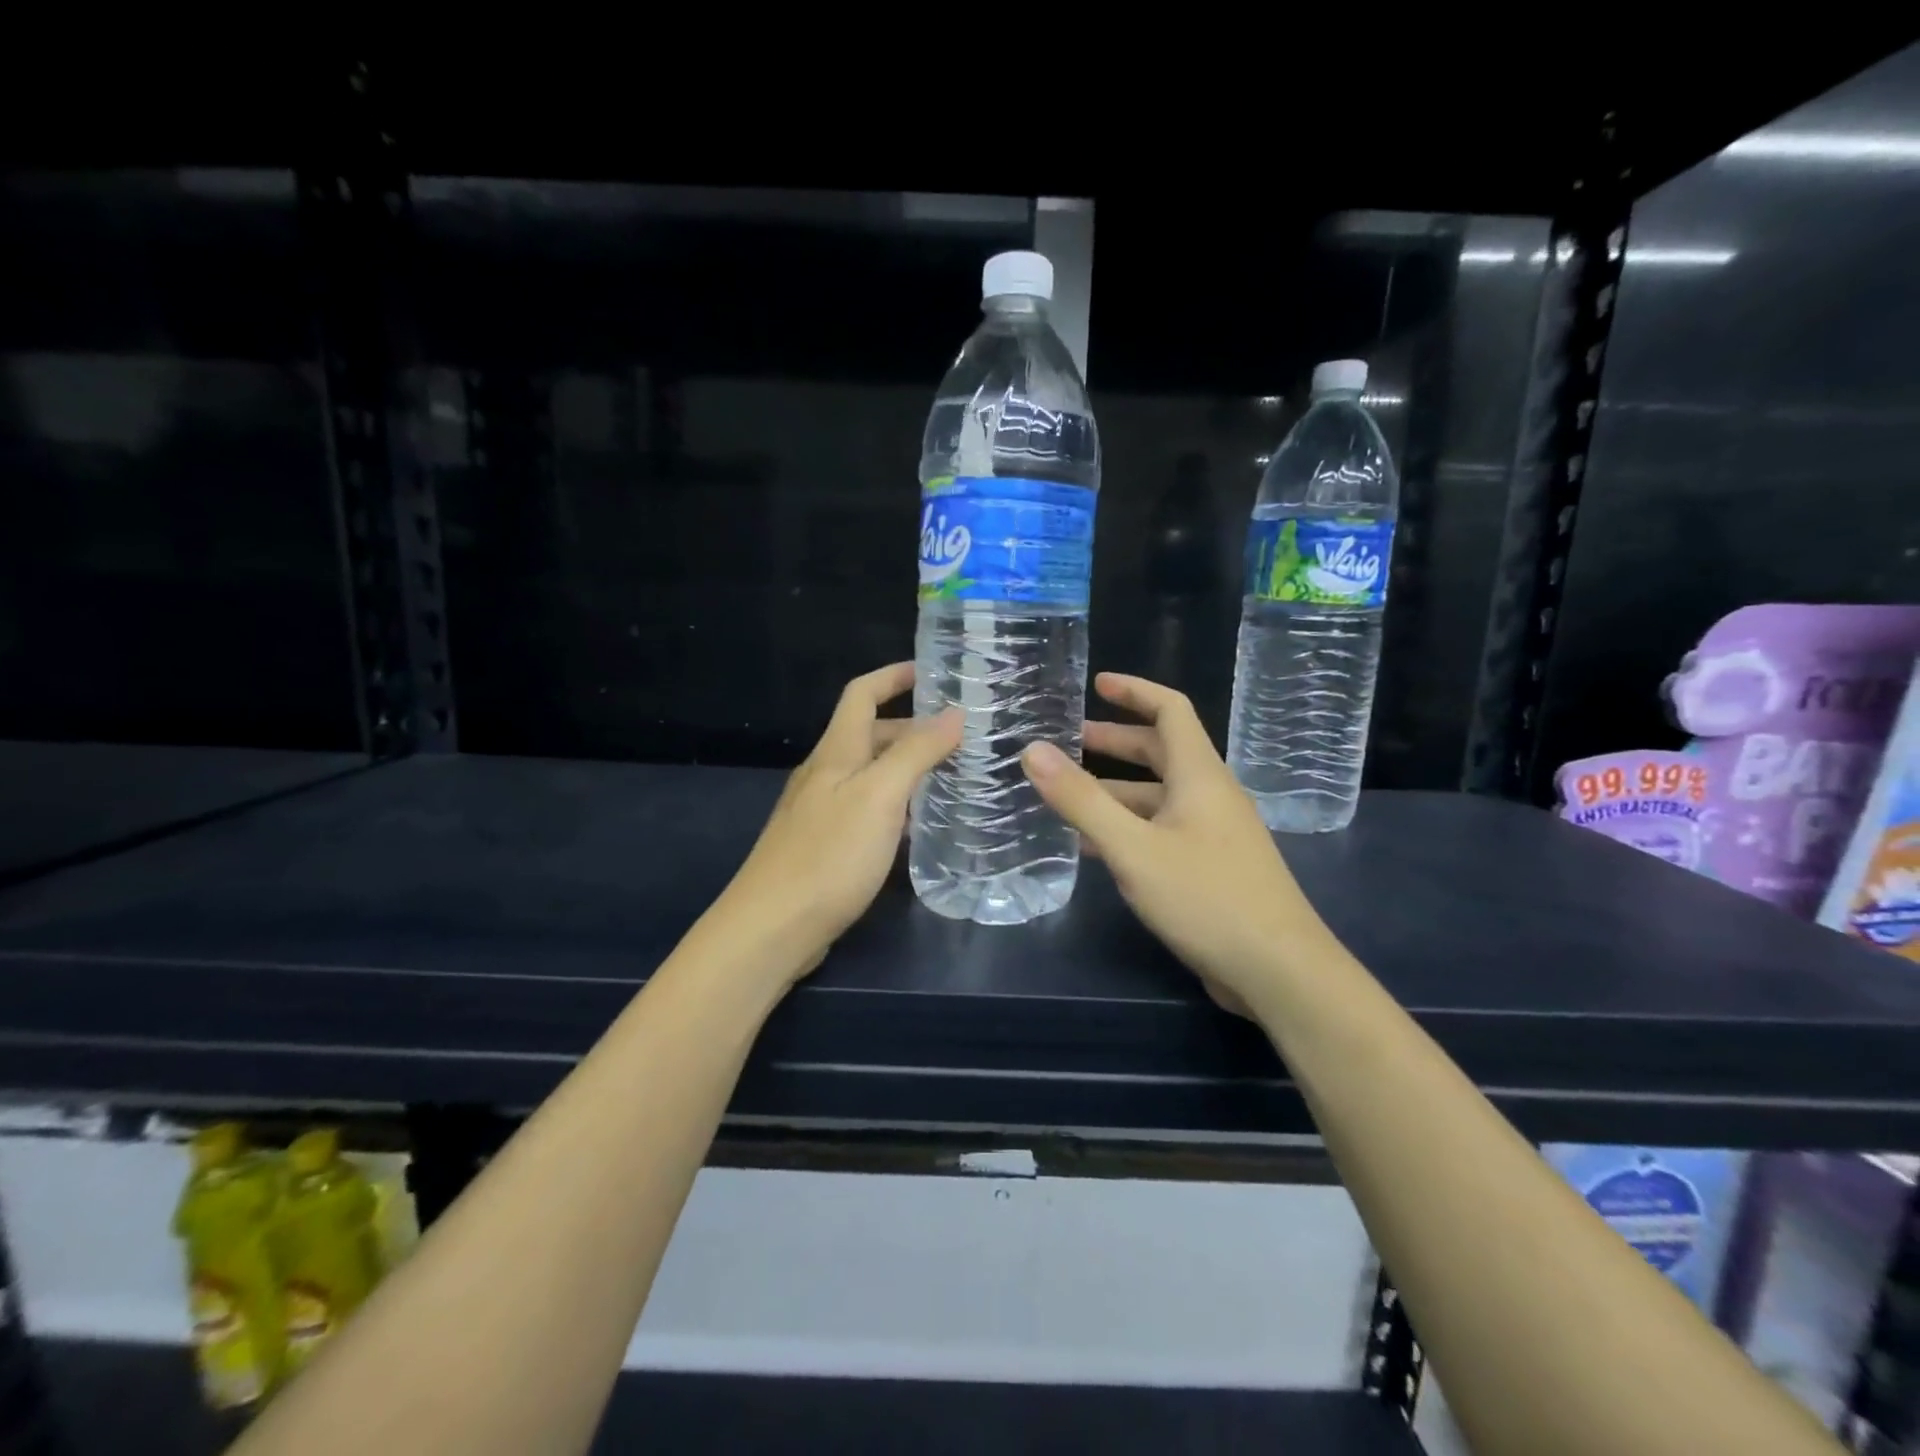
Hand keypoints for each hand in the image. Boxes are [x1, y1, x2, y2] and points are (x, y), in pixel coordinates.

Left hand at [714, 663, 960, 982]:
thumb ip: (917, 752)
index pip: (862, 694)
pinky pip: (864, 808)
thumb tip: (954, 714)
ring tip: (949, 777)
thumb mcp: (881, 796)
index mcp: (836, 751)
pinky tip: (915, 827)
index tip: (931, 671)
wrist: (772, 927)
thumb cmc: (829, 854)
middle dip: (911, 727)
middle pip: (869, 734)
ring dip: (905, 767)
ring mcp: (820, 811)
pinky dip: (893, 804)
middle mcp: (824, 773)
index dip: (893, 676)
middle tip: (959, 738)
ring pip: (868, 774)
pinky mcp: (822, 845)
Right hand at [1021, 673, 1329, 1012]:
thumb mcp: (1133, 848)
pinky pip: (1164, 831)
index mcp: (1199, 776)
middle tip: (1069, 741)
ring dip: (1117, 790)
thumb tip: (1034, 750)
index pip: (1171, 710)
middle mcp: (1211, 795)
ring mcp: (1215, 834)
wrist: (1279, 971)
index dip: (1135, 690)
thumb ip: (1081, 800)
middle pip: (1162, 752)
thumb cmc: (1206, 898)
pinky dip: (1129, 826)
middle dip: (1115, 741)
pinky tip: (1097, 848)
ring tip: (1068, 796)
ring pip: (1159, 796)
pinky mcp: (1213, 867)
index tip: (1097, 682)